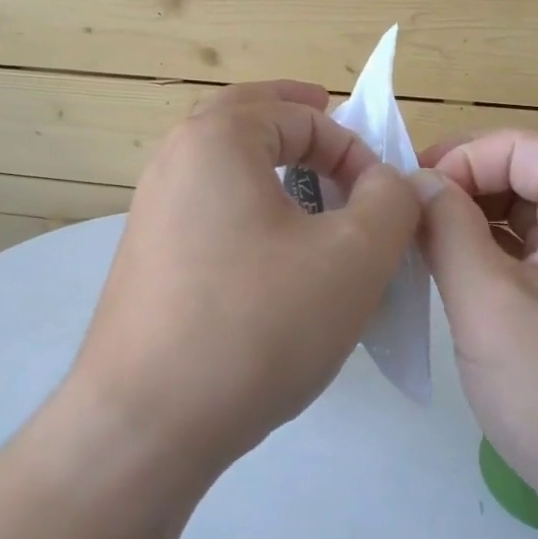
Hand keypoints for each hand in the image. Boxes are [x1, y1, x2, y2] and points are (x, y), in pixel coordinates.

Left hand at [69, 81, 421, 486]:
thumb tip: (389, 180)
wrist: (147, 422)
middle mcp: (173, 159)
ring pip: (223, 163)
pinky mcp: (147, 254)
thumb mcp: (353, 258)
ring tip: (310, 188)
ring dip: (269, 162)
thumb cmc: (258, 324)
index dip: (355, 151)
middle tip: (335, 131)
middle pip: (247, 118)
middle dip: (298, 121)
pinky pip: (207, 206)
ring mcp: (151, 208)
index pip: (302, 116)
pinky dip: (245, 203)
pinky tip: (271, 247)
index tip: (382, 202)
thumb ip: (390, 201)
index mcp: (216, 138)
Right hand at [415, 131, 537, 538]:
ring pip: (526, 217)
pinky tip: (456, 288)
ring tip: (419, 259)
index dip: (454, 161)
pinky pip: (537, 256)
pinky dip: (493, 261)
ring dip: (471, 229)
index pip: (516, 146)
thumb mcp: (491, 306)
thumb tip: (418, 182)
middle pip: (523, 175)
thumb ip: (446, 229)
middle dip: (460, 195)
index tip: (403, 202)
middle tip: (403, 233)